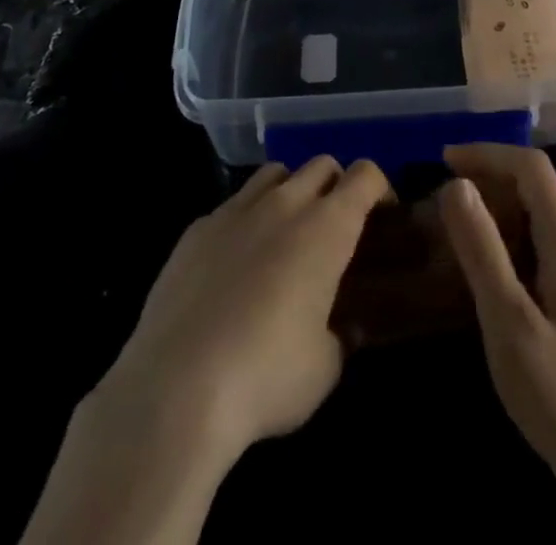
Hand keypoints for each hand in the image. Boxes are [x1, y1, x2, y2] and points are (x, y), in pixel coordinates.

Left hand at [103, 155, 393, 461]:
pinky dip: (244, 221)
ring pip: (274, 173)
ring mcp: (235, 211)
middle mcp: (284, 204)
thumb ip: (341, 337)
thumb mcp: (324, 369)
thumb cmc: (266, 377)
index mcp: (326, 227)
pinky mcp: (196, 229)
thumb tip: (342, 328)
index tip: (382, 217)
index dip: (379, 189)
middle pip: (321, 165)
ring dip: (290, 191)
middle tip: (335, 228)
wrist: (174, 390)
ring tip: (285, 234)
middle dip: (336, 186)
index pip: (365, 176)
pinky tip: (234, 264)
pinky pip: (231, 206)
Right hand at [437, 144, 555, 491]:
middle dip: (486, 178)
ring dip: (492, 209)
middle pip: (533, 186)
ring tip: (447, 223)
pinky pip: (533, 246)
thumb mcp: (511, 321)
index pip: (531, 167)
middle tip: (437, 195)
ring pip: (532, 216)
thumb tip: (456, 185)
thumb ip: (483, 250)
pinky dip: (502, 240)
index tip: (443, 160)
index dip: (487, 153)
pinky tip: (475, 265)